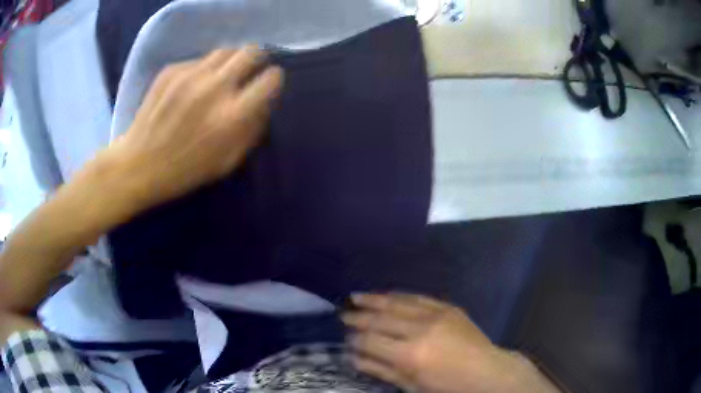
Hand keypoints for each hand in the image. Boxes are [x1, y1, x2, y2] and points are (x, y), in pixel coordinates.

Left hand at [107, 46, 282, 208]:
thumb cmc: (185, 170)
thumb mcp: (227, 162)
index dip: (273, 78)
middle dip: (256, 59)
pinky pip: (198, 60)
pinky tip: (191, 87)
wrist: (139, 164)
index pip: (270, 79)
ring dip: (230, 61)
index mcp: (232, 115)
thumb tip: (263, 103)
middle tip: (248, 70)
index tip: (268, 83)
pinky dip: (202, 70)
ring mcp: (190, 75)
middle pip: (251, 51)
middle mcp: (215, 88)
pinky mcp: (171, 71)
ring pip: (225, 51)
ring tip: (221, 76)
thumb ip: (251, 130)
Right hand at [343, 293, 559, 392]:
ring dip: (374, 299)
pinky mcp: (447, 307)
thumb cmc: (447, 387)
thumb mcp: (411, 386)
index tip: (345, 338)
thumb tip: (353, 357)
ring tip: (356, 296)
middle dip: (359, 317)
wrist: (487, 372)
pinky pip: (418, 297)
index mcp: (409, 355)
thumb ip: (381, 370)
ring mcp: (435, 314)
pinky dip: (399, 296)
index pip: (370, 341)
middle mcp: (419, 329)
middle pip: (380, 319)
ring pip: (397, 302)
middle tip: (343, 314)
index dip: (354, 339)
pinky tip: (387, 294)